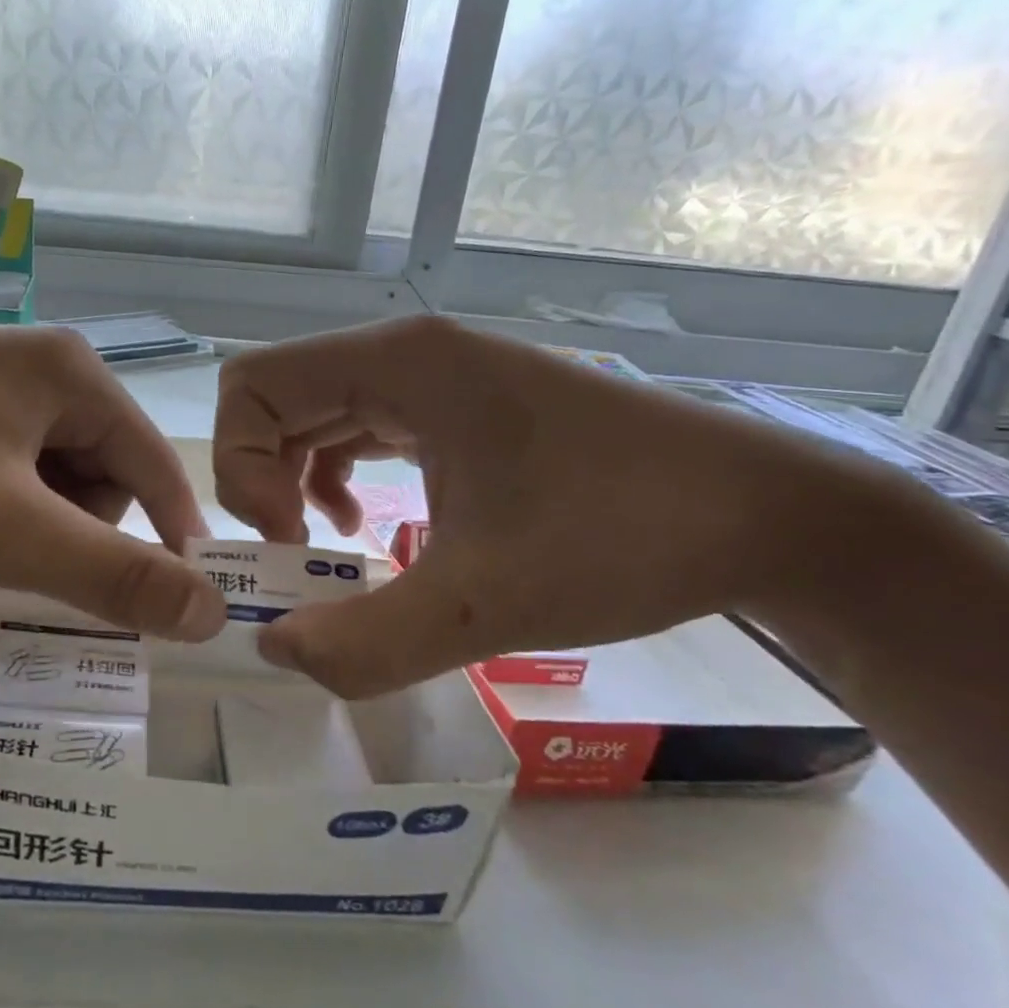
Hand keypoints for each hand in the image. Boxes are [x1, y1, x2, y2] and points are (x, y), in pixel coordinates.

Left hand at [0, 323, 227, 640]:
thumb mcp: (13, 534)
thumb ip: (119, 576)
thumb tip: (212, 611)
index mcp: (72, 371)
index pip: (156, 464)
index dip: (172, 537)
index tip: (176, 605)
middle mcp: (35, 356)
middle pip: (99, 466)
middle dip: (75, 527)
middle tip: (18, 563)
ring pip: (44, 466)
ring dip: (28, 517)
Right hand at [213, 316, 843, 696]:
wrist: (767, 516)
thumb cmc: (626, 536)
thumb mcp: (487, 601)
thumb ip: (367, 641)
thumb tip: (274, 653)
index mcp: (399, 363)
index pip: (253, 385)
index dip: (242, 465)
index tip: (290, 541)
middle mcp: (405, 354)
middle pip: (274, 396)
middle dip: (259, 476)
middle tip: (293, 552)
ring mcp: (433, 376)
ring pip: (312, 411)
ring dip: (291, 477)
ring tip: (320, 543)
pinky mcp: (455, 406)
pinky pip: (357, 426)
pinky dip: (333, 473)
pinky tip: (363, 523)